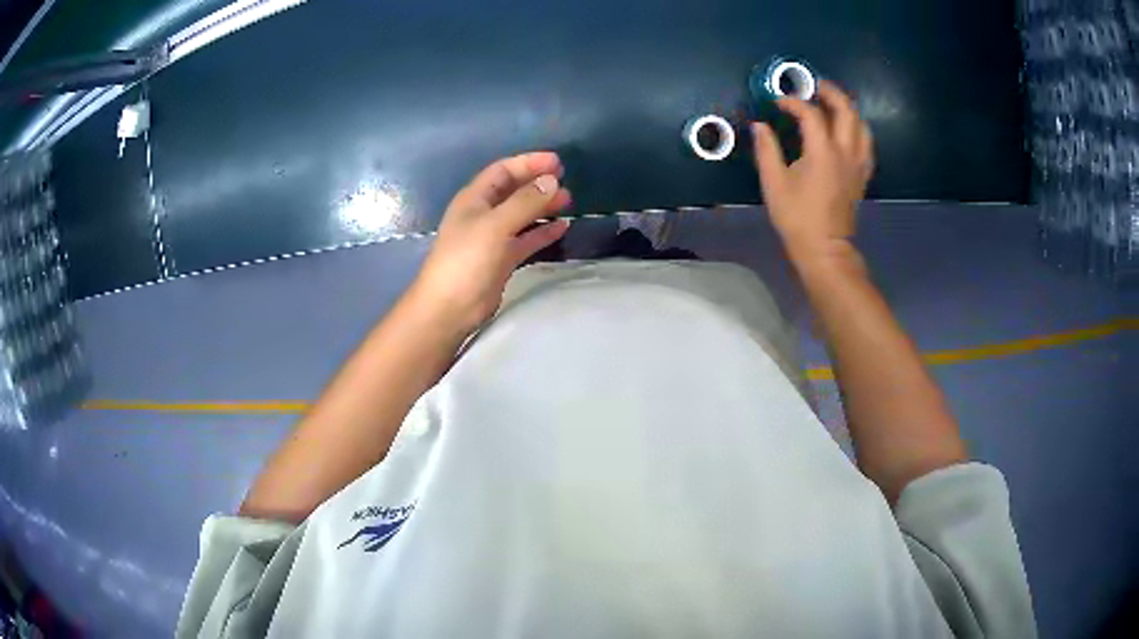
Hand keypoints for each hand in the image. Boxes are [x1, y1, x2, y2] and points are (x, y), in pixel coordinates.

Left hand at [408, 152, 571, 334]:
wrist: (450, 307)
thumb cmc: (467, 259)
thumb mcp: (496, 225)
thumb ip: (525, 202)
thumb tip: (553, 181)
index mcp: (474, 199)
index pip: (503, 170)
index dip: (528, 163)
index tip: (557, 162)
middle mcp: (483, 214)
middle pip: (514, 190)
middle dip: (538, 183)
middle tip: (566, 180)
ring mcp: (492, 238)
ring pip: (522, 215)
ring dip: (543, 206)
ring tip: (568, 201)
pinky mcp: (502, 259)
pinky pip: (526, 239)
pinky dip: (543, 232)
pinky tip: (562, 228)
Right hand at [751, 80, 874, 266]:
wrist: (824, 249)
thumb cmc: (797, 218)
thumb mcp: (774, 184)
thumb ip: (767, 150)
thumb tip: (760, 126)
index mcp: (822, 152)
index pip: (811, 114)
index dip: (793, 102)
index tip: (777, 103)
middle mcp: (845, 152)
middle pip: (846, 109)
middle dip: (829, 92)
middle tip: (813, 86)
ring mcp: (858, 164)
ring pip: (861, 124)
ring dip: (847, 108)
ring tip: (831, 103)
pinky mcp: (862, 174)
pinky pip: (866, 143)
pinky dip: (857, 129)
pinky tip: (846, 130)